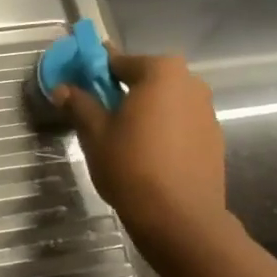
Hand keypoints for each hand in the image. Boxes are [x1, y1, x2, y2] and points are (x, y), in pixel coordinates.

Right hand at [52, 51, 228, 251]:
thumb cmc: (131, 165)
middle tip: (99, 115)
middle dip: (123, 91)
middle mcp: (190, 82)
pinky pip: (180, 124)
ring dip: (144, 111)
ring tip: (123, 139)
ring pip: (165, 102)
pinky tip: (147, 155)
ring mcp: (207, 110)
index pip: (119, 61)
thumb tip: (62, 89)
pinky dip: (163, 130)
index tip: (78, 84)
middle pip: (147, 79)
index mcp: (161, 72)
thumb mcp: (95, 133)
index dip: (94, 71)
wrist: (179, 215)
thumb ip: (79, 104)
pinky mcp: (214, 138)